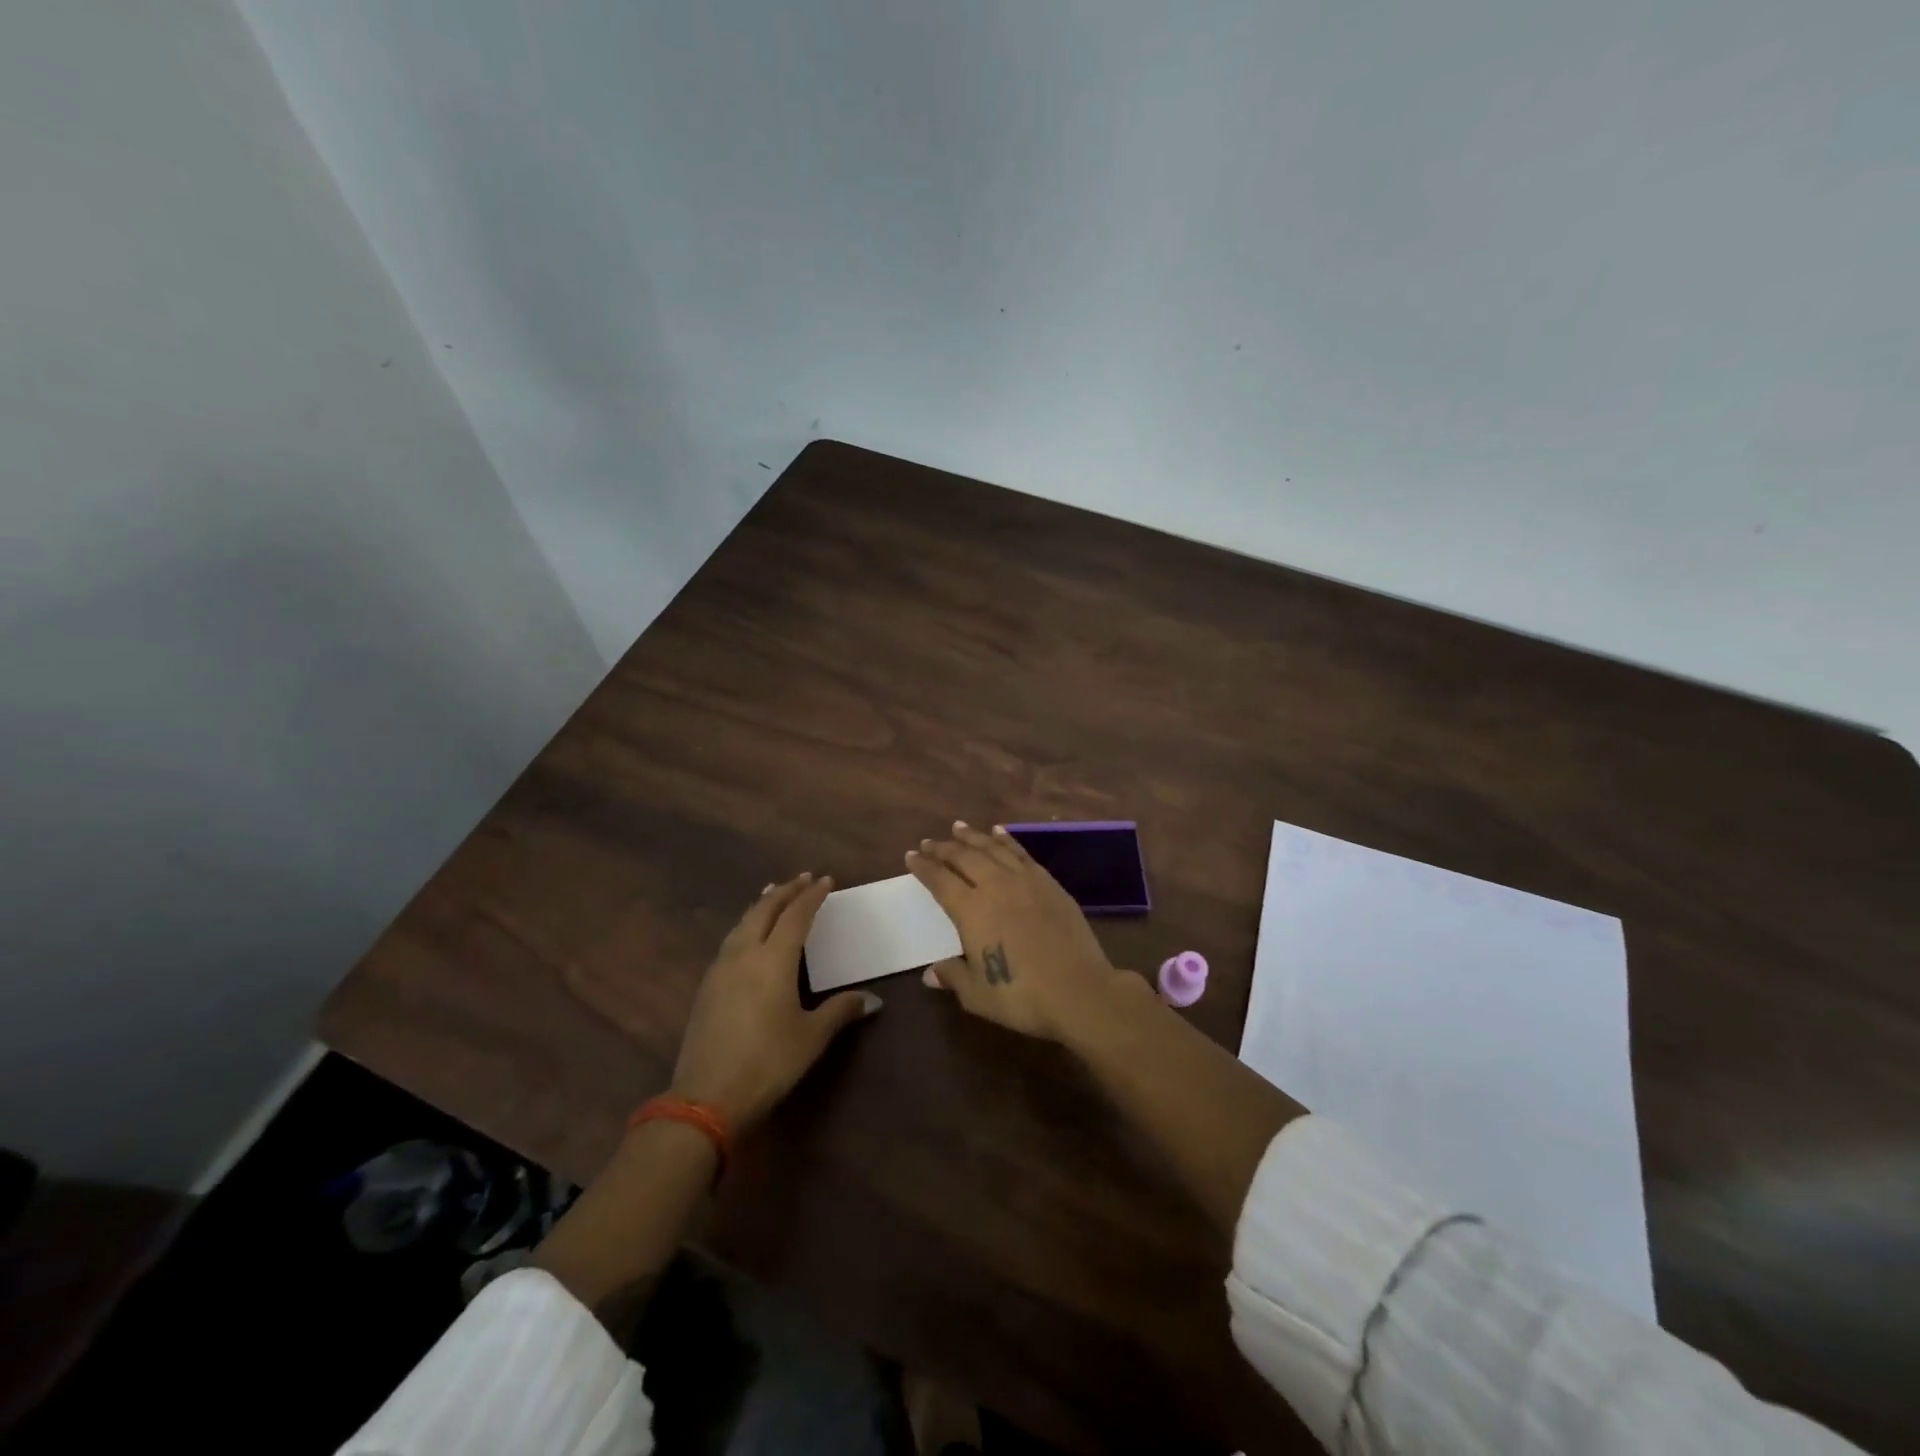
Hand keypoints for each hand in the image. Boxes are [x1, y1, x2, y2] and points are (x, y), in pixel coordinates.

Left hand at [670, 873, 880, 1129]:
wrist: (706, 1097)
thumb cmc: (768, 1062)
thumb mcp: (811, 1037)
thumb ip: (840, 1011)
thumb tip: (872, 999)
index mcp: (774, 959)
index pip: (796, 915)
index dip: (812, 896)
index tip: (826, 881)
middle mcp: (745, 954)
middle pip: (765, 910)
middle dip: (785, 891)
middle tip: (803, 878)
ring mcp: (721, 969)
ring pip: (743, 922)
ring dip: (762, 904)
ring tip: (774, 894)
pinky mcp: (707, 986)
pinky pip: (731, 940)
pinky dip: (746, 924)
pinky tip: (749, 934)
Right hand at [906, 823, 1126, 1043]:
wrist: (1079, 990)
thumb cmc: (1021, 996)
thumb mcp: (977, 995)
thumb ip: (952, 976)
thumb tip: (930, 972)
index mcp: (971, 911)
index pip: (940, 881)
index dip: (924, 867)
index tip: (911, 856)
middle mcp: (995, 886)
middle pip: (964, 858)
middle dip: (943, 848)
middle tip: (929, 842)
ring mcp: (1025, 881)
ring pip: (992, 849)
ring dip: (972, 836)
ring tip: (958, 827)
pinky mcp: (1049, 883)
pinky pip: (1022, 853)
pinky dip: (1006, 840)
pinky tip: (1000, 833)